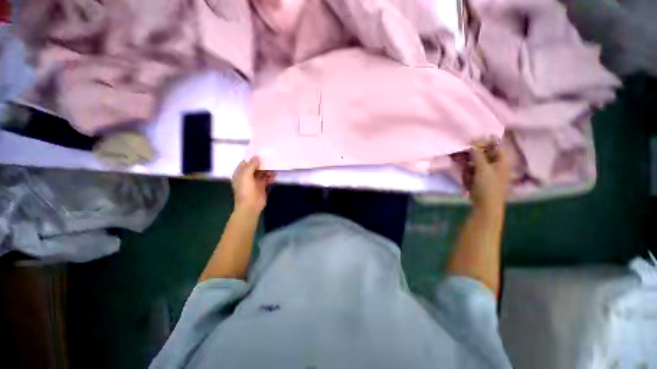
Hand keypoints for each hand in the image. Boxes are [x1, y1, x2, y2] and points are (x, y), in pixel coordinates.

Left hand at [231, 157, 275, 213]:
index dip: (252, 158)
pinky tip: (274, 176)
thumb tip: (257, 157)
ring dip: (267, 170)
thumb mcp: (246, 175)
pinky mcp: (262, 187)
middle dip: (262, 164)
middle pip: (255, 167)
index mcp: (240, 173)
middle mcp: (247, 177)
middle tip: (270, 159)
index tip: (260, 153)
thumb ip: (251, 165)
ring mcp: (255, 182)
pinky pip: (267, 179)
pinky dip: (270, 177)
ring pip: (262, 173)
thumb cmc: (245, 190)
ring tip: (274, 168)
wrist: (250, 206)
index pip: (246, 163)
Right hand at [469, 144, 509, 212]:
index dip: (484, 143)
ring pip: (476, 164)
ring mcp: (488, 174)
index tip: (471, 143)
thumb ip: (478, 154)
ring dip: (469, 167)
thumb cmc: (487, 186)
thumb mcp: (482, 168)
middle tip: (463, 158)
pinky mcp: (481, 181)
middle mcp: (496, 166)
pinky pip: (473, 173)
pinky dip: (469, 175)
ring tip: (467, 175)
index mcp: (502, 162)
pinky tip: (467, 181)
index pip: (495, 147)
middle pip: (484, 156)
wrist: (486, 206)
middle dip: (473, 157)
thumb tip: (474, 142)